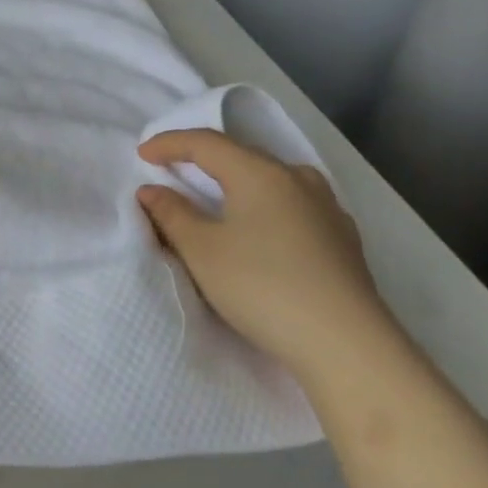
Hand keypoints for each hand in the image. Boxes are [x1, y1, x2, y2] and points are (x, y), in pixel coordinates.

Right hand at [136, 128, 401, 389]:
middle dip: (203, 159)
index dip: (169, 143)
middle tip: (173, 170)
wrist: (346, 345)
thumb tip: (152, 190)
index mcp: (260, 173)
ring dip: (237, 181)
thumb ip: (171, 214)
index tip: (141, 154)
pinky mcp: (343, 238)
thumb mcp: (202, 250)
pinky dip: (264, 205)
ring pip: (271, 179)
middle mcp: (297, 178)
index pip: (206, 143)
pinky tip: (261, 226)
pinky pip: (292, 205)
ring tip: (216, 196)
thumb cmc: (262, 287)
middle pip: (241, 155)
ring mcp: (327, 207)